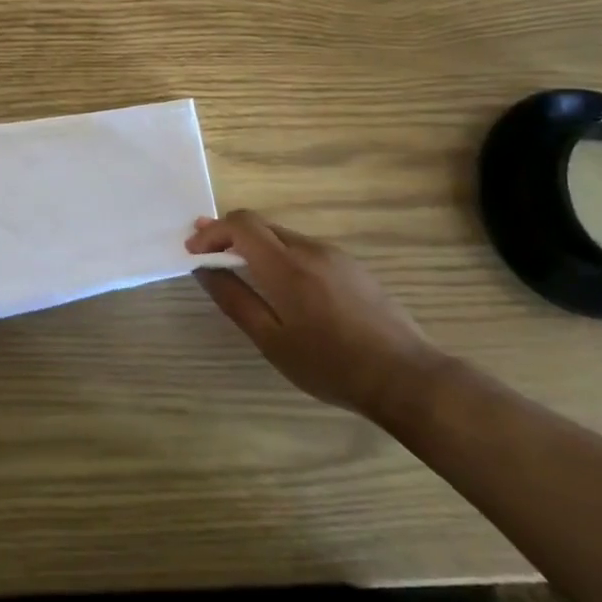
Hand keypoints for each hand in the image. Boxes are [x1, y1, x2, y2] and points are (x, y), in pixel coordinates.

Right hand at [187, 211, 441, 420]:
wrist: (406, 378)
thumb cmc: (331, 365)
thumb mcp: (272, 340)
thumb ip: (235, 299)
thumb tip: (204, 269)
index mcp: (287, 266)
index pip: (241, 223)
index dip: (212, 231)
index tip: (194, 251)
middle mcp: (310, 249)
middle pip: (260, 225)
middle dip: (229, 235)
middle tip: (207, 255)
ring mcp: (335, 255)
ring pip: (283, 237)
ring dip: (255, 246)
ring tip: (240, 272)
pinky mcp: (352, 267)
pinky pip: (305, 249)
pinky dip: (281, 256)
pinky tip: (283, 288)